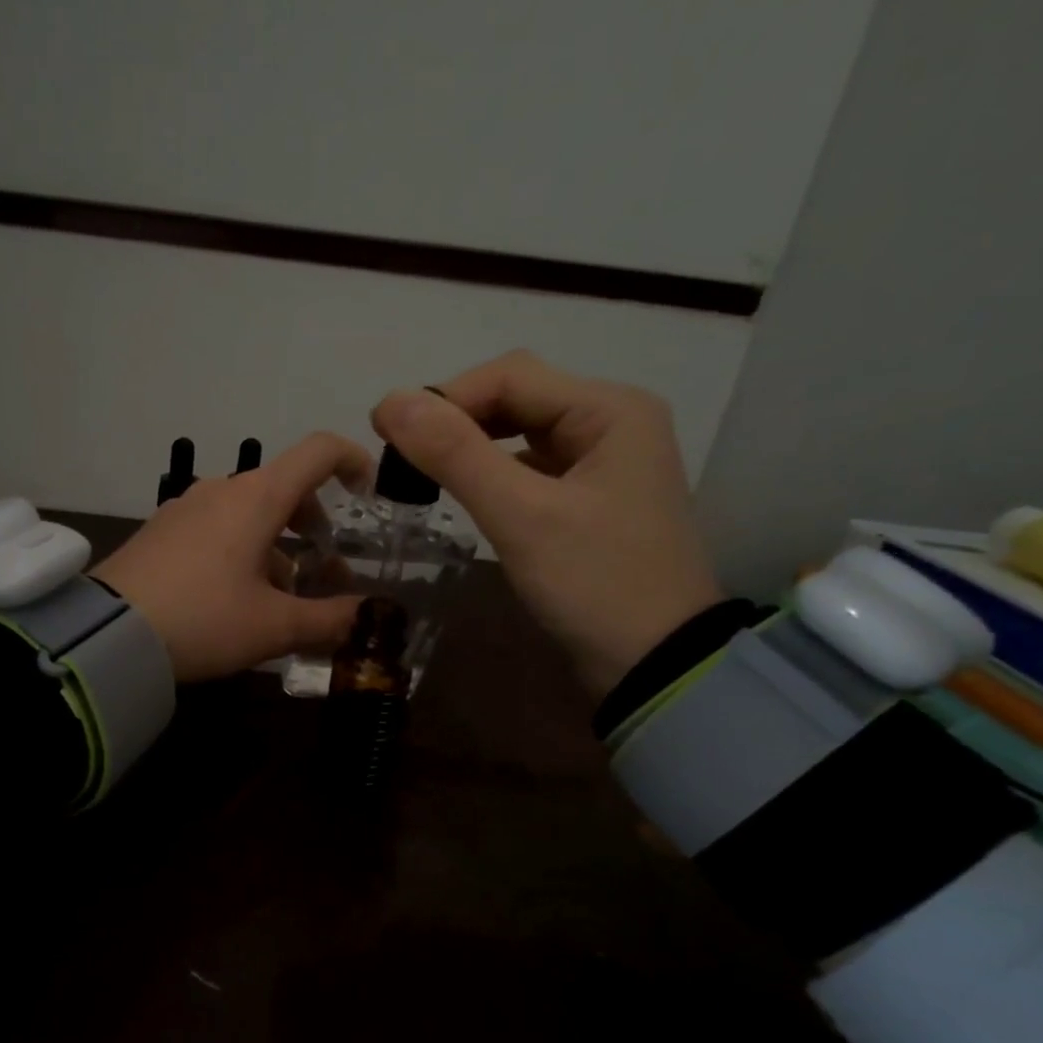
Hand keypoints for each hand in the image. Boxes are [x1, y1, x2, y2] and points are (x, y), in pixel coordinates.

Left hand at [94, 433, 373, 681]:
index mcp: (257, 497)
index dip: (353, 461)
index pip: (318, 452)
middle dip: (315, 526)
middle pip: (285, 488)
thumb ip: (330, 620)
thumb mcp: (275, 627)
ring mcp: (186, 508)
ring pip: (249, 513)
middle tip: (326, 572)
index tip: (369, 495)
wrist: (109, 634)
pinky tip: (236, 599)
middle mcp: (222, 490)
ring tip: (282, 597)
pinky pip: (217, 528)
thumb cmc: (204, 619)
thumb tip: (371, 616)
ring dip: (278, 546)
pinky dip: (242, 550)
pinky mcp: (162, 531)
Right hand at [371, 351, 722, 701]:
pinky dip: (491, 473)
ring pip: (520, 433)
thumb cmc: (595, 583)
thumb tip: (390, 400)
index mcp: (610, 409)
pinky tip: (464, 493)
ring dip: (469, 446)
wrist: (656, 666)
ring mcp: (603, 462)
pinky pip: (530, 468)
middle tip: (401, 456)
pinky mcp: (589, 499)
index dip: (444, 397)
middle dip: (456, 420)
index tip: (386, 432)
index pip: (511, 376)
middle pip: (516, 398)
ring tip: (422, 473)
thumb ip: (456, 454)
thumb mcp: (522, 516)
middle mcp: (612, 422)